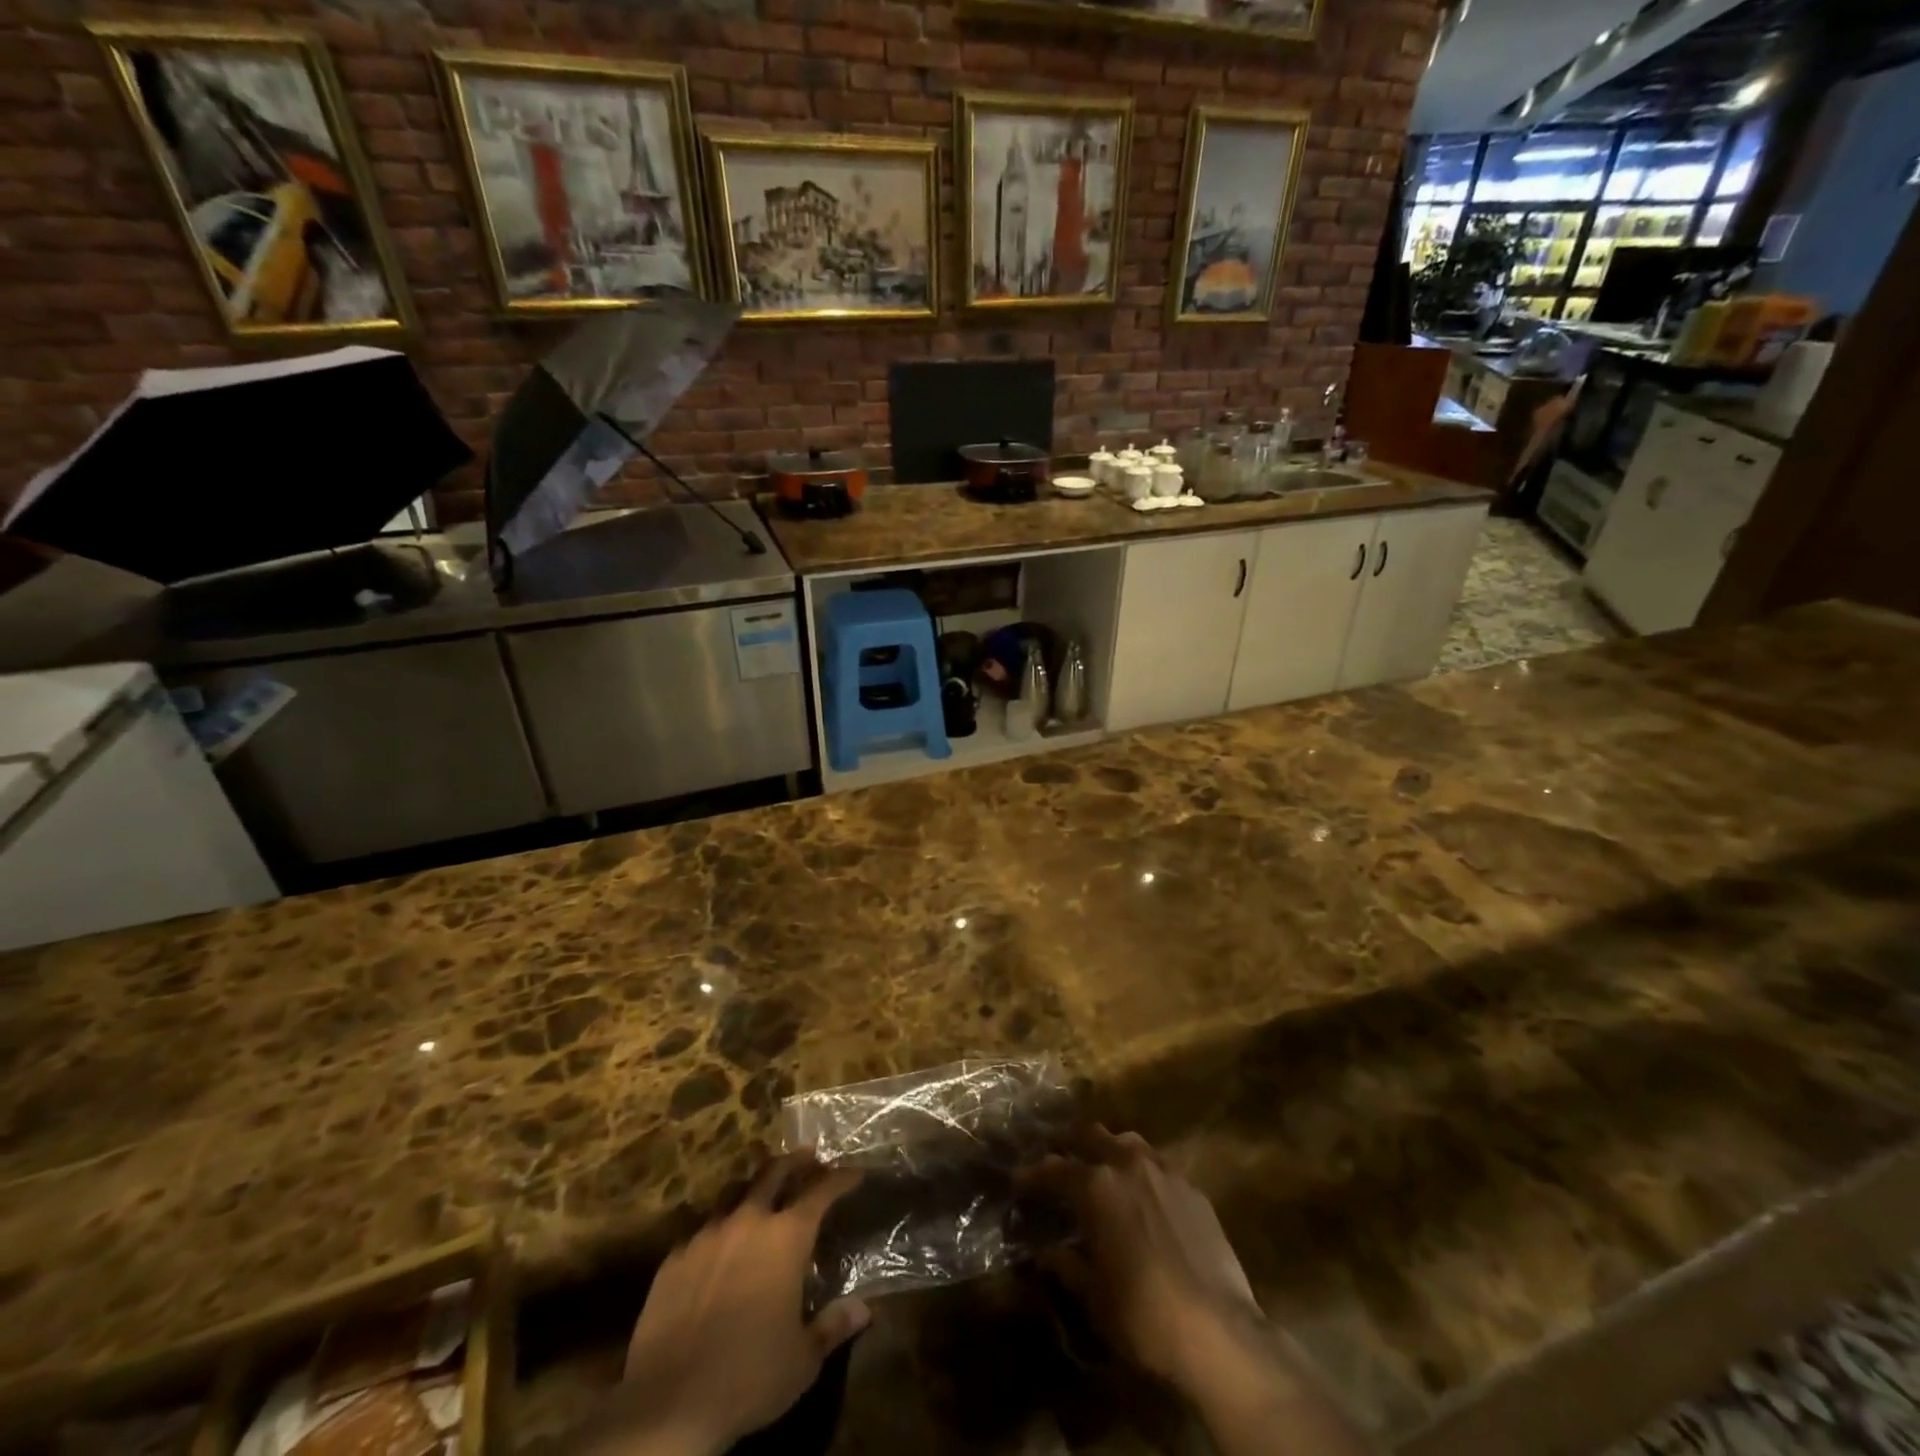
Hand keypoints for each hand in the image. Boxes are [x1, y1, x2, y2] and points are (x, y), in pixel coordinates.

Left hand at [583, 1151, 868, 1455]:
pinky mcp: (674, 1257)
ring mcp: (707, 1235)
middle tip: (808, 1157)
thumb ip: (832, 1327)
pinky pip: (702, 1229)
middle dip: (795, 1161)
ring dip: (753, 1188)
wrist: (668, 1403)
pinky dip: (719, 1229)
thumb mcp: (803, 1360)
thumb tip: (863, 1309)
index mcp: (786, 1237)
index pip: (821, 1191)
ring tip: (761, 1194)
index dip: (841, 1178)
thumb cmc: (748, 1377)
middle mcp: (748, 1221)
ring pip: (734, 1192)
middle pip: (774, 1172)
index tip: (854, 1172)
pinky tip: (718, 1246)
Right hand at [1034, 1129, 1378, 1455]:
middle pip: (1092, 1135)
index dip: (1033, 1174)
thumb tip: (1045, 1252)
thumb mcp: (1093, 1296)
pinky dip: (1143, 1172)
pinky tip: (1145, 1196)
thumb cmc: (1143, 1316)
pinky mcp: (1194, 1190)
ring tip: (1103, 1168)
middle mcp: (1127, 1164)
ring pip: (1129, 1142)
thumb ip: (1066, 1265)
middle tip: (1059, 1158)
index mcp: (1096, 1186)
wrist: (1218, 1331)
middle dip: (1071, 1143)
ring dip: (1110, 1149)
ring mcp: (1164, 1172)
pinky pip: (1160, 1166)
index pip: (1054, 1169)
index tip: (1020, 1179)